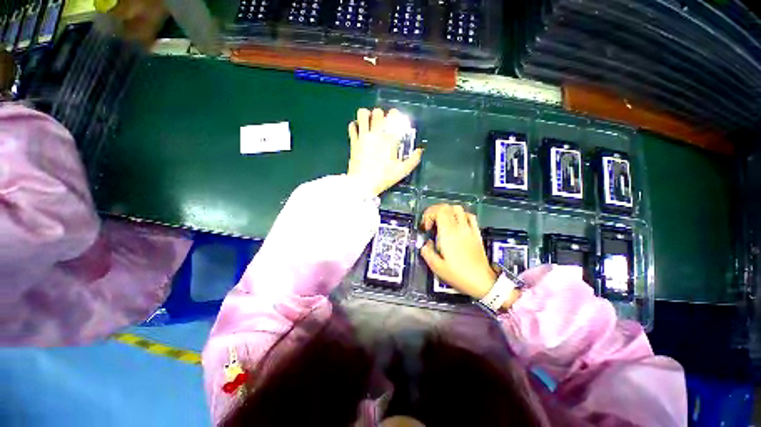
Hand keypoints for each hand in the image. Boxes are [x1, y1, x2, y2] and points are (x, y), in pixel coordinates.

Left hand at [347, 108, 422, 196]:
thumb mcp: (402, 172)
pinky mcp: (353, 142)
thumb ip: (413, 160)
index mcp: (389, 140)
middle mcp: (376, 134)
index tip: (395, 118)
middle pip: (378, 112)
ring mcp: (363, 137)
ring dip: (367, 115)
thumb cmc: (383, 178)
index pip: (393, 117)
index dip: (395, 114)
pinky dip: (355, 125)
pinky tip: (359, 130)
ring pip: (363, 114)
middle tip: (382, 122)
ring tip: (369, 121)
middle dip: (381, 115)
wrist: (363, 184)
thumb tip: (420, 150)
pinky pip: (352, 126)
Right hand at [419, 204, 497, 299]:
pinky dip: (461, 215)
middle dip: (435, 211)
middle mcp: (460, 228)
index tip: (426, 227)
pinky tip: (456, 224)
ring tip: (442, 223)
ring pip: (458, 209)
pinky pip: (470, 216)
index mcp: (448, 234)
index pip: (439, 211)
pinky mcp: (476, 233)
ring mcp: (470, 229)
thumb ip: (427, 252)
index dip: (429, 214)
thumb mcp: (436, 267)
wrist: (482, 282)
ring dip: (447, 212)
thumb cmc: (459, 275)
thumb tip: (426, 244)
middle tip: (431, 223)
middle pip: (447, 207)